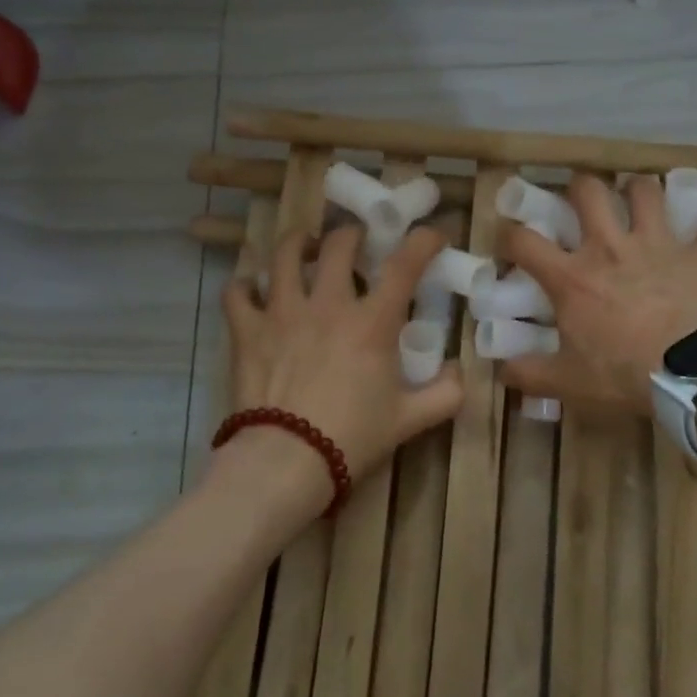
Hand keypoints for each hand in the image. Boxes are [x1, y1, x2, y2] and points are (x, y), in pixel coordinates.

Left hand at [220, 222, 464, 487]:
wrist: (286, 462)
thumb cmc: (352, 437)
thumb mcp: (410, 420)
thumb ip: (445, 394)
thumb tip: (459, 372)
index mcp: (372, 322)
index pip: (404, 264)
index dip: (423, 241)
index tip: (432, 235)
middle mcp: (328, 304)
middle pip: (339, 244)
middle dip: (353, 235)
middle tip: (358, 243)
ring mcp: (282, 312)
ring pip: (285, 255)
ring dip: (298, 243)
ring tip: (304, 245)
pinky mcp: (247, 330)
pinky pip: (238, 292)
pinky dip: (245, 285)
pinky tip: (253, 289)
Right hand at [499, 173, 696, 415]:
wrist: (691, 373)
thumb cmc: (623, 373)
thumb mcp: (568, 382)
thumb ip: (530, 374)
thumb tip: (502, 372)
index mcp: (572, 276)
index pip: (524, 241)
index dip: (509, 234)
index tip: (509, 239)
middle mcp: (609, 248)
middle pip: (588, 192)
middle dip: (581, 187)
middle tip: (582, 199)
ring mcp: (657, 245)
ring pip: (647, 192)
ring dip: (643, 190)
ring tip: (640, 198)